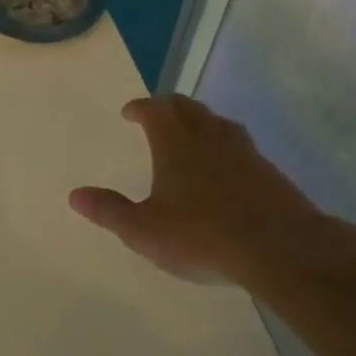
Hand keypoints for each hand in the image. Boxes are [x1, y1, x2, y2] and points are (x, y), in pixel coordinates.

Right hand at [69, 95, 326, 286]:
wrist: (281, 249)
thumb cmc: (202, 235)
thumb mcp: (144, 231)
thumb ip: (109, 211)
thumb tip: (74, 195)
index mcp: (175, 144)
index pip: (155, 110)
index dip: (140, 107)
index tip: (130, 112)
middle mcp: (210, 138)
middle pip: (189, 108)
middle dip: (170, 107)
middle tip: (158, 114)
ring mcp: (245, 153)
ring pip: (219, 123)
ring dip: (202, 122)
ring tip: (193, 135)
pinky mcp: (270, 173)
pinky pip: (242, 148)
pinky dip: (226, 148)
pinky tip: (227, 168)